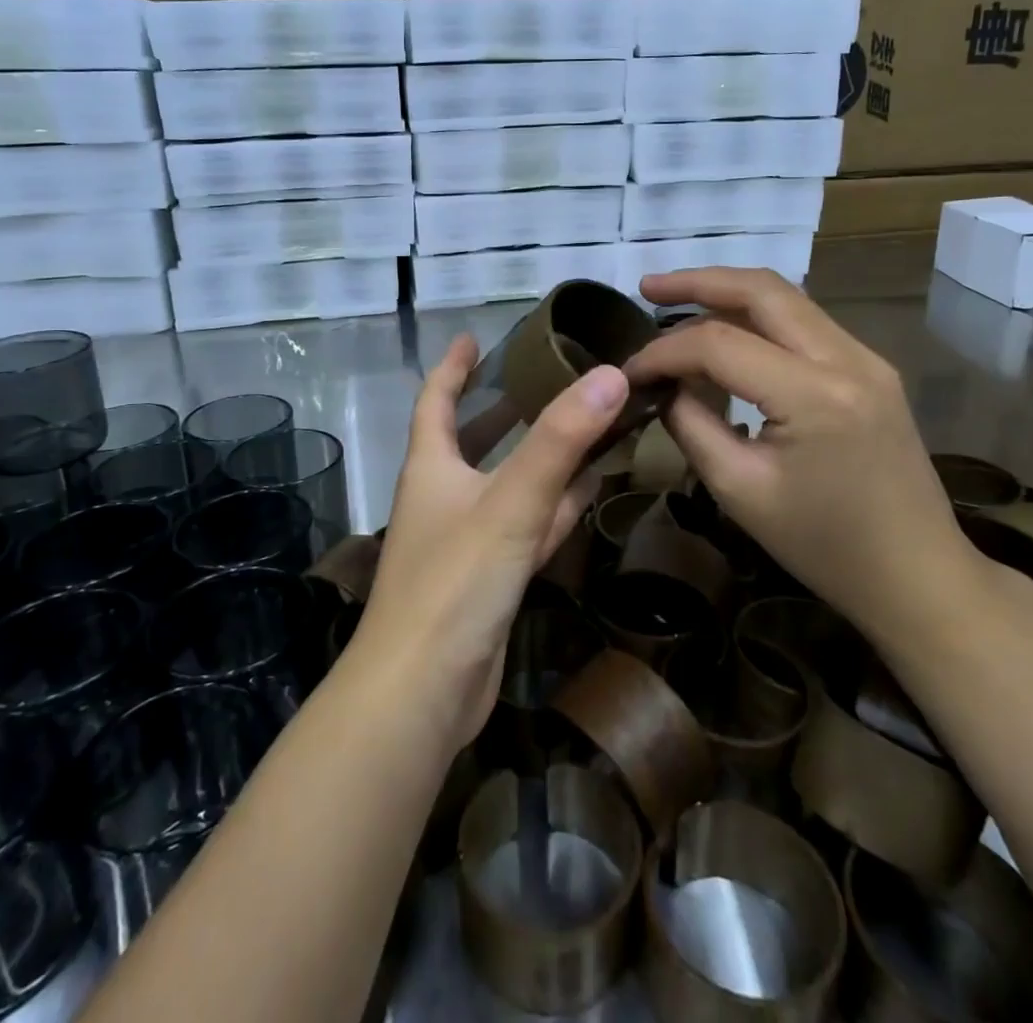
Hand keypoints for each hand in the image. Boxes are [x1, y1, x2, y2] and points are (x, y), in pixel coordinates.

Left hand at [350, 333, 630, 751]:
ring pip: (510, 483)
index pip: (436, 400)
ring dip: (543, 456)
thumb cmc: (453, 582)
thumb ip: (560, 440)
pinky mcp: (490, 578)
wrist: (422, 694)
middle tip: (547, 377)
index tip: (474, 337)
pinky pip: (527, 525)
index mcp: (431, 467)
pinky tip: (589, 489)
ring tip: (586, 422)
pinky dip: (555, 505)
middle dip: (505, 408)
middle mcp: (445, 496)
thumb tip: (610, 374)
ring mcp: (467, 540)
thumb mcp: (510, 502)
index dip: (453, 367)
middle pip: (475, 439)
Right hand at [623, 268, 979, 644]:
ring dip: (728, 294)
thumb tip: (662, 386)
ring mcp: (866, 358)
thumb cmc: (823, 545)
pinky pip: (804, 323)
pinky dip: (757, 318)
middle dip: (697, 282)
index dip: (664, 351)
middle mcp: (847, 359)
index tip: (629, 372)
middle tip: (646, 288)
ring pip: (786, 299)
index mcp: (815, 396)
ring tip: (676, 302)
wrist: (917, 576)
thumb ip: (691, 425)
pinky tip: (726, 332)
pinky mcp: (871, 368)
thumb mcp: (739, 489)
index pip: (719, 344)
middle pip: (761, 290)